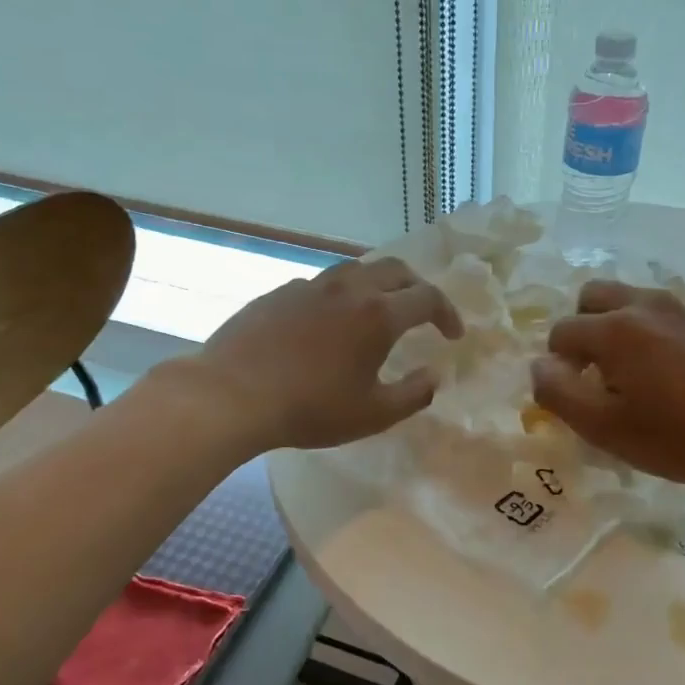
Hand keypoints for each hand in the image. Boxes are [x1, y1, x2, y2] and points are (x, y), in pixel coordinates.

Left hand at [192, 255, 463, 450]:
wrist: (232, 394)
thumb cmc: (310, 409)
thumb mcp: (372, 414)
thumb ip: (413, 395)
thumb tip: (434, 376)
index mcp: (378, 315)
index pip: (428, 298)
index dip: (448, 313)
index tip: (453, 335)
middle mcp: (349, 289)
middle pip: (396, 270)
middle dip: (417, 287)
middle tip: (422, 312)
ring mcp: (311, 286)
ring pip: (356, 269)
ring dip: (378, 284)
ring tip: (377, 309)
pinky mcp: (280, 292)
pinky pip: (322, 284)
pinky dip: (340, 295)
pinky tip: (328, 322)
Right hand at [530, 281, 684, 492]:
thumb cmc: (682, 436)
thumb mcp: (606, 428)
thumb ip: (559, 394)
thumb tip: (539, 366)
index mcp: (613, 328)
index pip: (561, 333)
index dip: (558, 367)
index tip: (577, 399)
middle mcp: (642, 304)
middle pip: (591, 298)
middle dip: (581, 331)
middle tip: (595, 375)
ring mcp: (678, 308)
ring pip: (625, 301)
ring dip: (612, 328)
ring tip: (628, 375)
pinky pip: (656, 314)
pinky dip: (643, 332)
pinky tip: (664, 375)